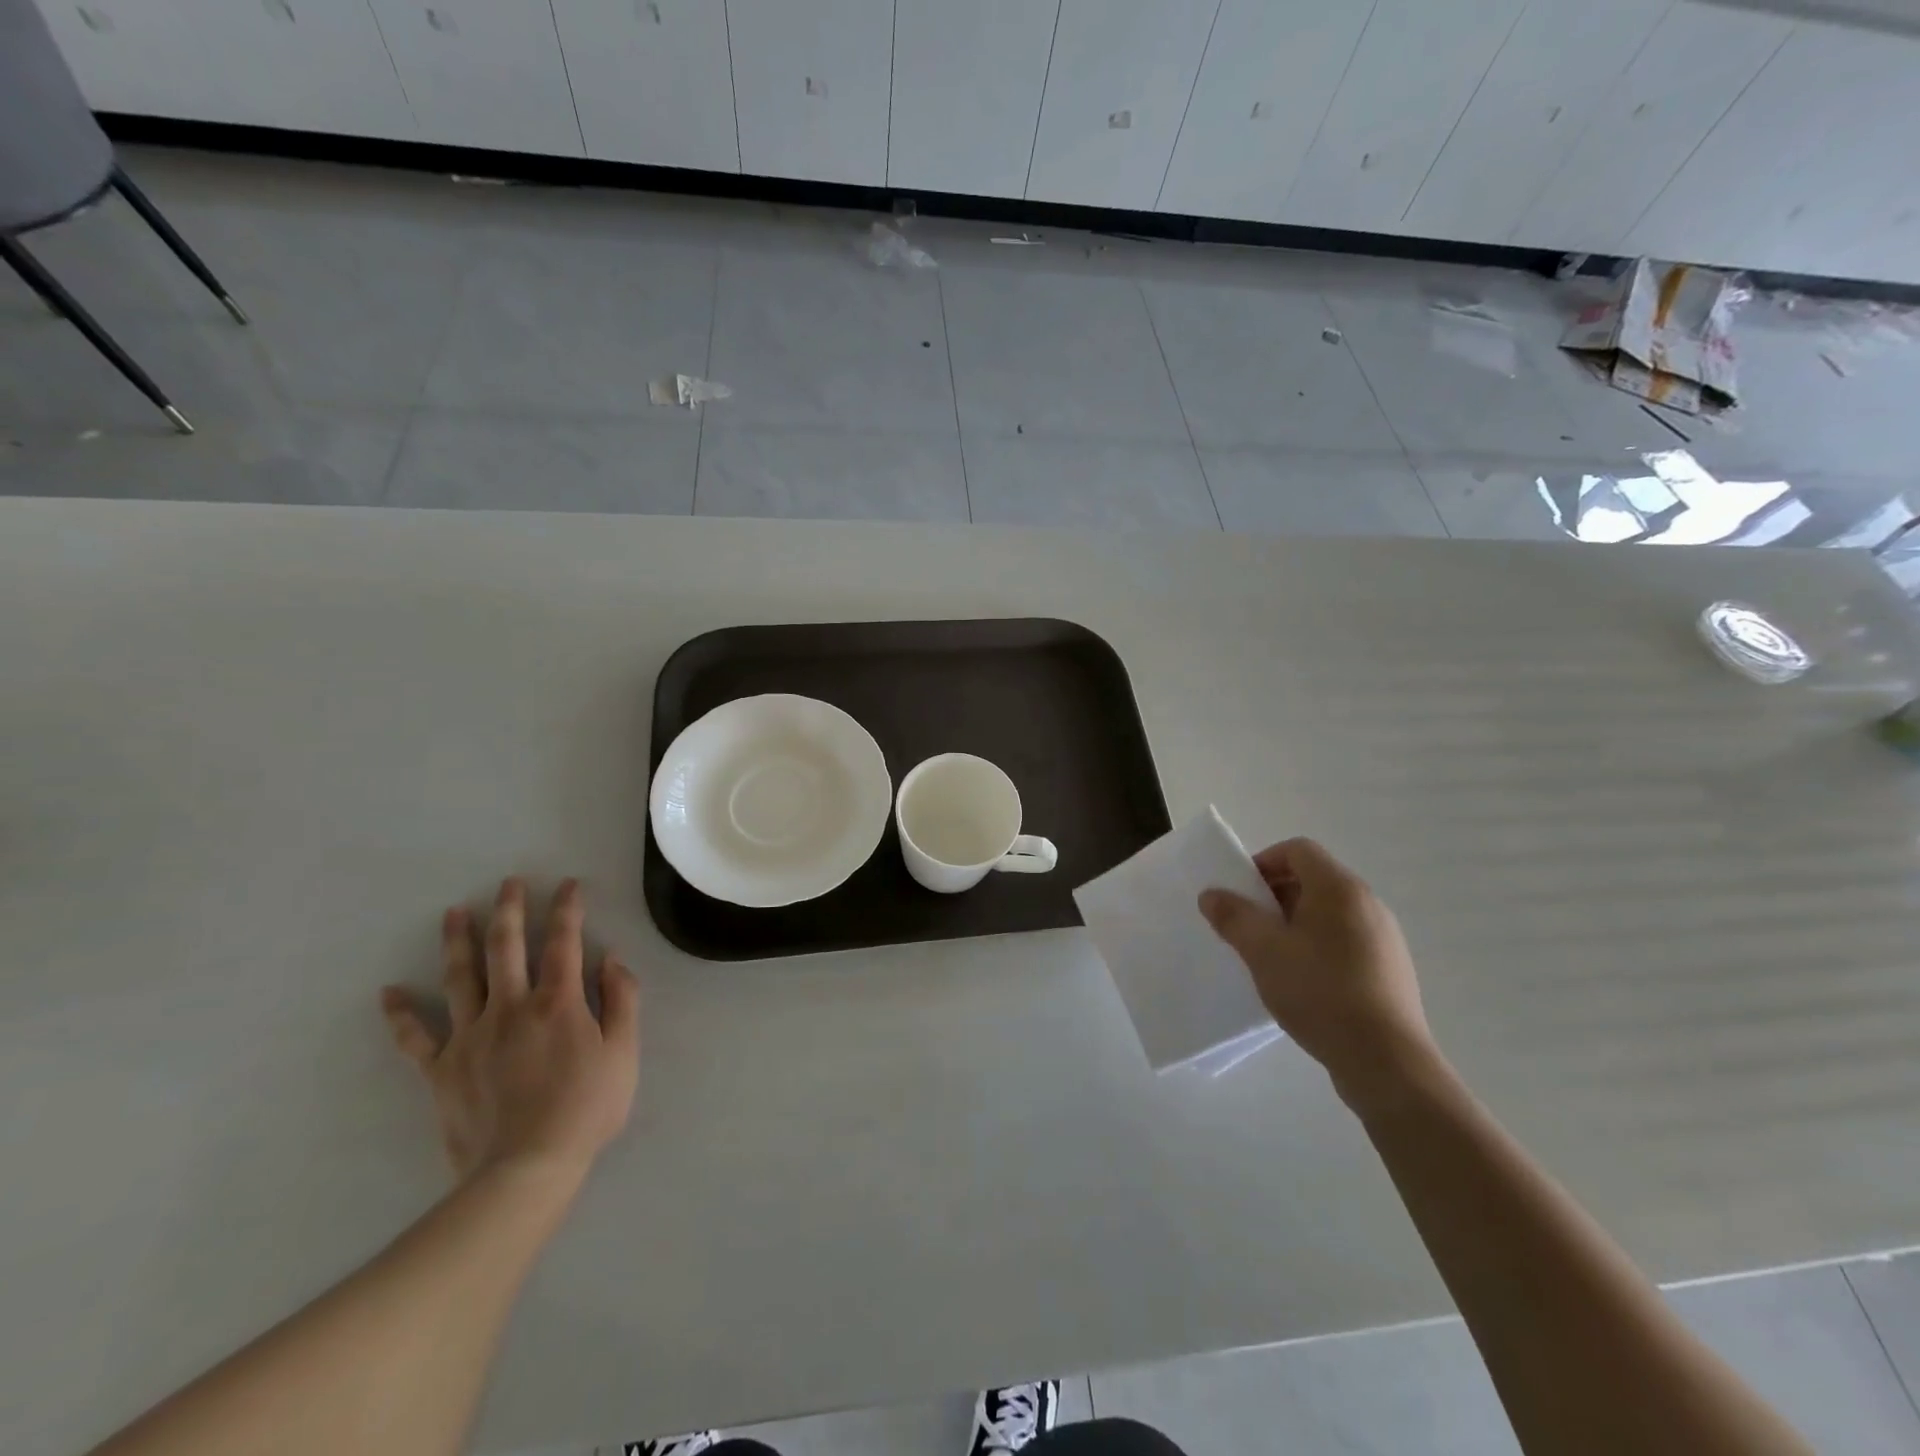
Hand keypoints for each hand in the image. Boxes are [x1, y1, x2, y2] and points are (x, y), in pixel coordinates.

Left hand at [381, 877, 638, 1183]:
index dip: (567, 909)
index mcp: (558, 1002)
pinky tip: (389, 992)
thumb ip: (622, 1000)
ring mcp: (470, 1036)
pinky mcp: (441, 1069)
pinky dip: (400, 1015)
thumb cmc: (586, 1108)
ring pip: (461, 978)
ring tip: (454, 912)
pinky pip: (415, 1038)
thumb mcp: (624, 1052)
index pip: (564, 942)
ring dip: (458, 941)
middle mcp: (511, 1007)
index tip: (568, 884)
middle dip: (510, 910)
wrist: (526, 1169)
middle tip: (509, 883)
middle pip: (507, 947)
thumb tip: (610, 959)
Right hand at [1199, 838, 1437, 1108]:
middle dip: (1273, 896)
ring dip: (1293, 923)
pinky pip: (1344, 940)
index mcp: (1339, 888)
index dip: (1263, 862)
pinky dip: (1317, 946)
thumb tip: (1212, 894)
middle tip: (1248, 926)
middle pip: (1313, 879)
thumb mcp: (1263, 951)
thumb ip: (1233, 916)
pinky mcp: (1389, 969)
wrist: (1386, 1061)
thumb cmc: (1320, 992)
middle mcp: (1367, 904)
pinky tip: (1302, 982)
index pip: (1297, 850)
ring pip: (1328, 913)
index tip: (1240, 893)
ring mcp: (1383, 938)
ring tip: (1270, 957)